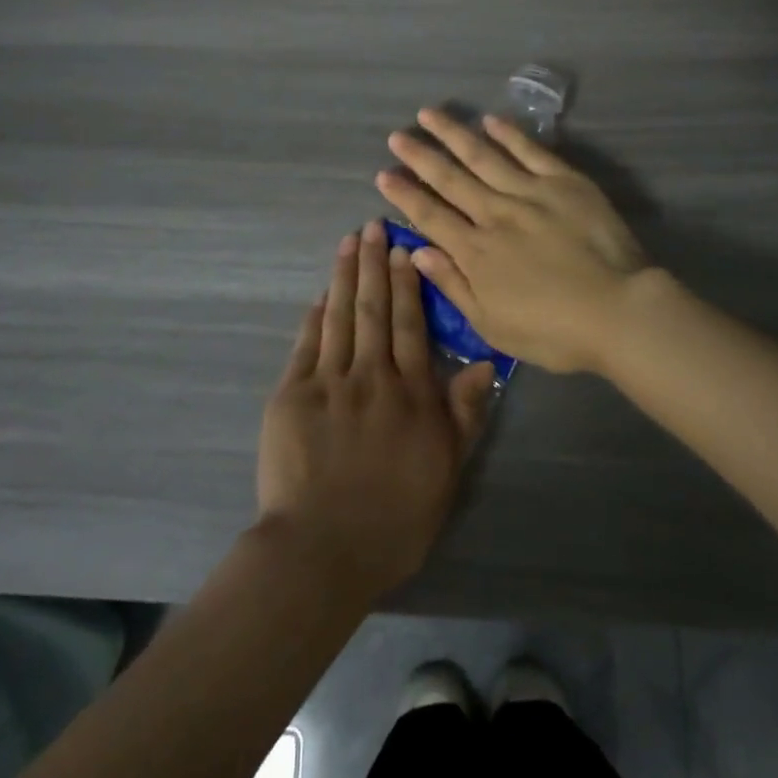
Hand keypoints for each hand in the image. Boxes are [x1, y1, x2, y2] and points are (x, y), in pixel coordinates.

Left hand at [256, 220, 496, 600]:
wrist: (322, 551)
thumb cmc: (394, 519)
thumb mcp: (446, 471)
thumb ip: (464, 414)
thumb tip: (485, 363)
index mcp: (410, 392)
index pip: (411, 324)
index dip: (408, 283)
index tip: (404, 249)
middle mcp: (371, 375)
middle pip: (375, 308)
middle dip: (374, 264)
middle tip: (373, 226)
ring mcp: (328, 381)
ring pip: (340, 316)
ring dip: (345, 276)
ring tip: (348, 242)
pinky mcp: (292, 394)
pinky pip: (306, 344)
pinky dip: (315, 316)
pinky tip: (321, 294)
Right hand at [375, 109, 650, 374]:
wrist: (619, 311)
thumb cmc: (554, 331)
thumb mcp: (492, 325)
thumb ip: (453, 285)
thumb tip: (417, 251)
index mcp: (476, 251)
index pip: (430, 216)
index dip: (404, 194)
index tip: (384, 174)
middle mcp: (495, 213)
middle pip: (450, 179)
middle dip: (420, 156)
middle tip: (397, 136)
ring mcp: (530, 192)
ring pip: (483, 155)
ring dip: (454, 134)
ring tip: (430, 114)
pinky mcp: (564, 182)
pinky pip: (531, 151)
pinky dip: (509, 134)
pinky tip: (491, 119)